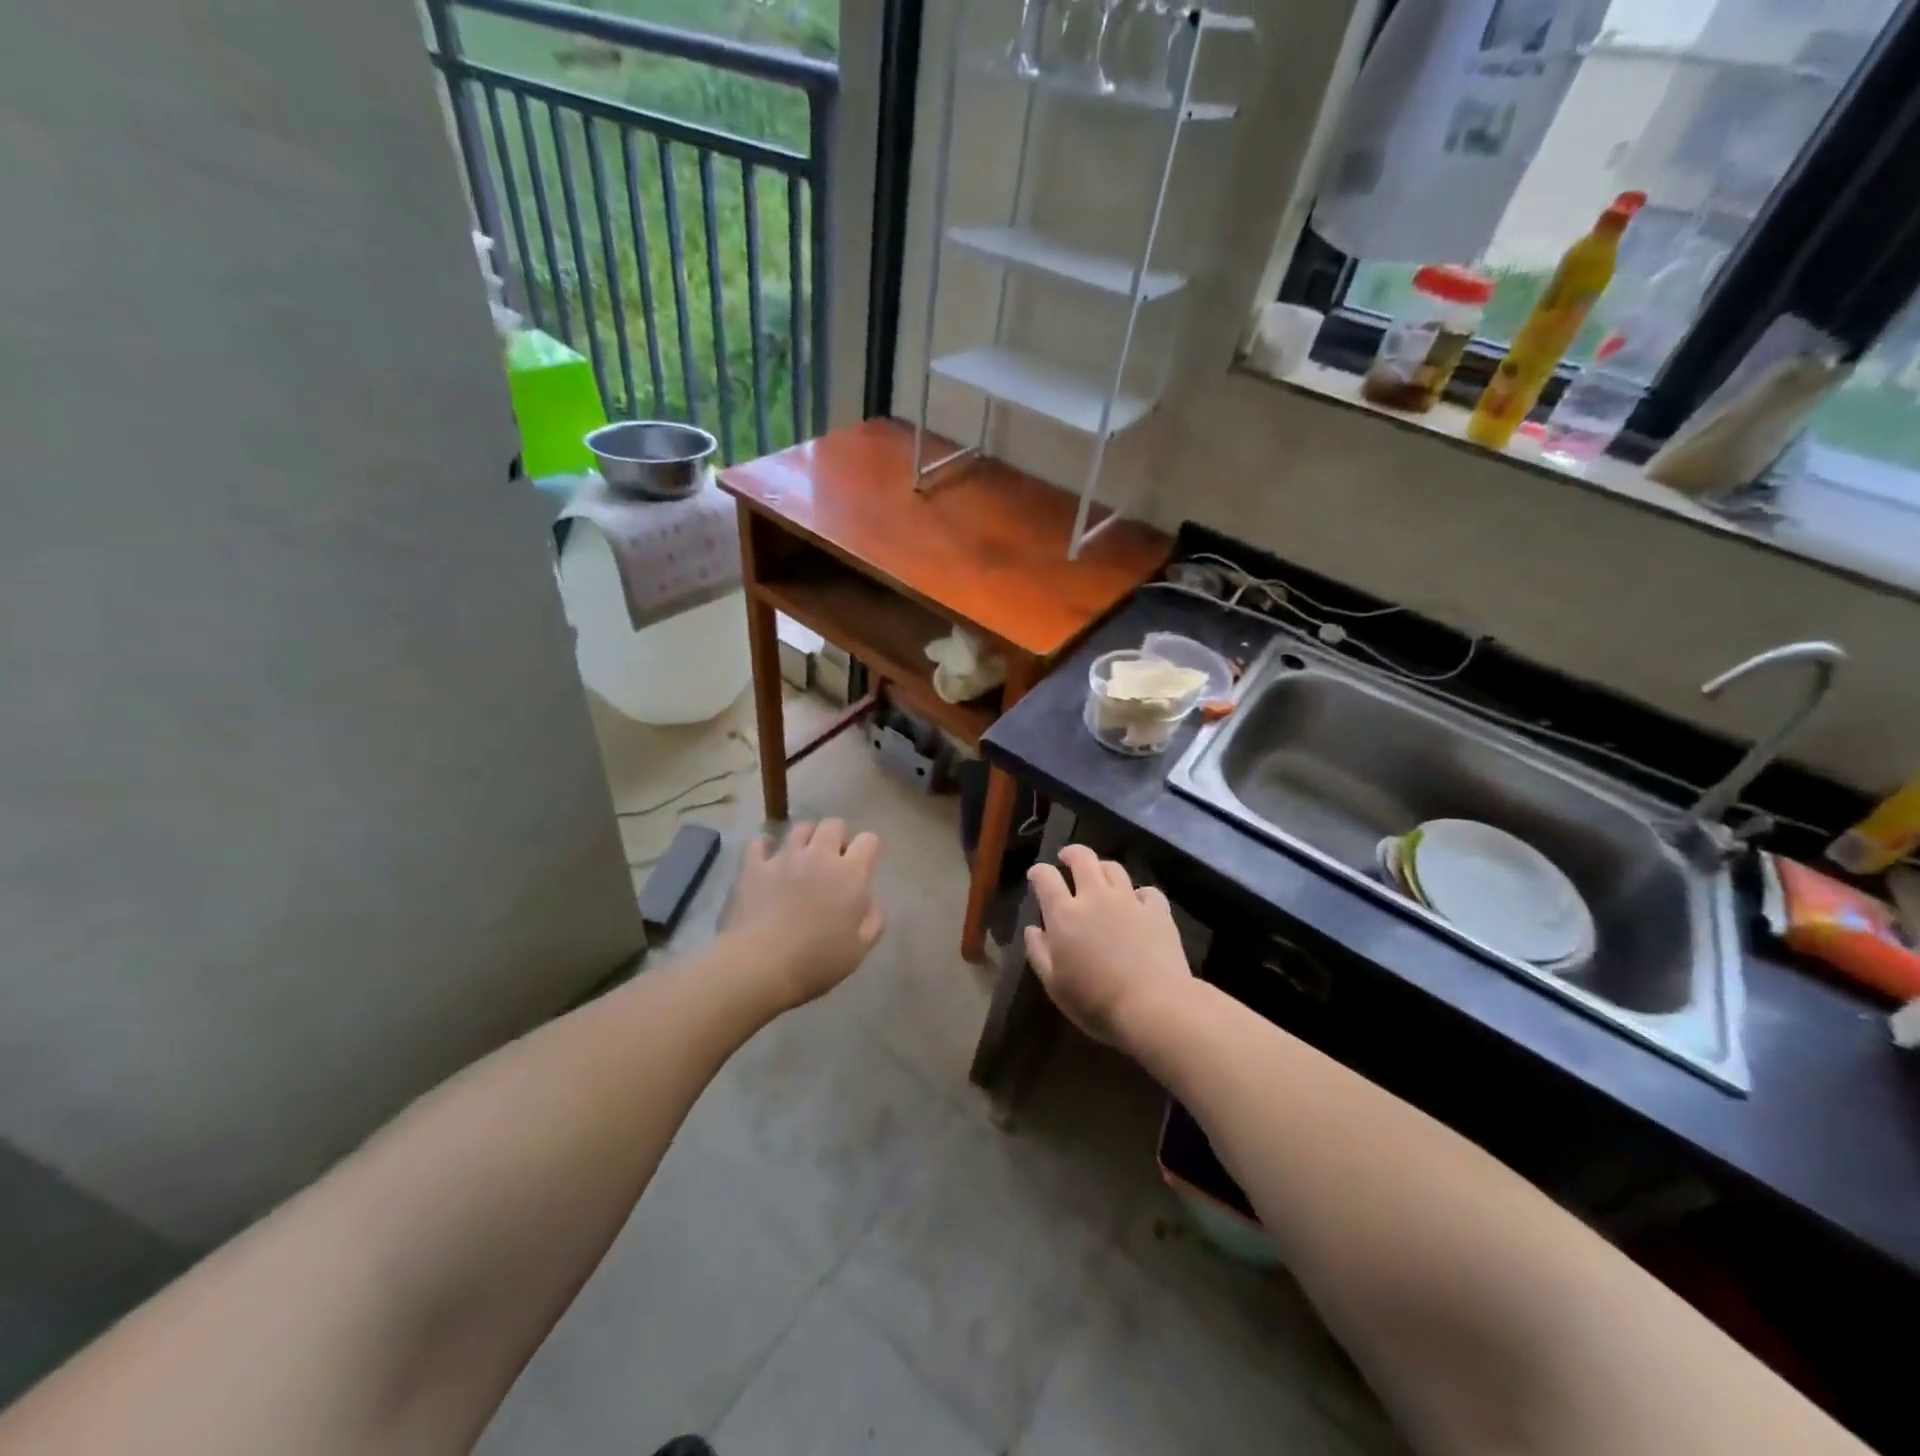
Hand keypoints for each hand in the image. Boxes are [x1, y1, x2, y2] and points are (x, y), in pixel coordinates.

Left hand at [724, 820, 884, 1008]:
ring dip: (806, 839)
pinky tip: (767, 862)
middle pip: (834, 824)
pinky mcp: (754, 866)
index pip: (869, 840)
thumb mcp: (859, 949)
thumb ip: (873, 920)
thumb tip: (871, 901)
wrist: (759, 965)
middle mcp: (819, 855)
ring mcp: (784, 857)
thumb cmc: (816, 961)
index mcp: (850, 874)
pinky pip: (760, 844)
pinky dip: (766, 849)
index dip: (868, 850)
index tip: (863, 868)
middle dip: (837, 837)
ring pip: (800, 828)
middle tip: (833, 862)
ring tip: (802, 859)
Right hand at [1025, 846, 1192, 1047]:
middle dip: (1071, 854)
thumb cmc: (1095, 1001)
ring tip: (1100, 877)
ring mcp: (1129, 900)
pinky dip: (1139, 893)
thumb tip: (1033, 929)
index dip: (1038, 872)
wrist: (1153, 1006)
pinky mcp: (1158, 911)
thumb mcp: (1054, 985)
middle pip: (1082, 858)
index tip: (1036, 876)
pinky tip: (1138, 903)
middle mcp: (1095, 896)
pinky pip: (1147, 891)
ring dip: (1102, 868)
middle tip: (1067, 858)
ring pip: (1114, 868)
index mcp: (1065, 914)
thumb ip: (1039, 952)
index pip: (1045, 877)